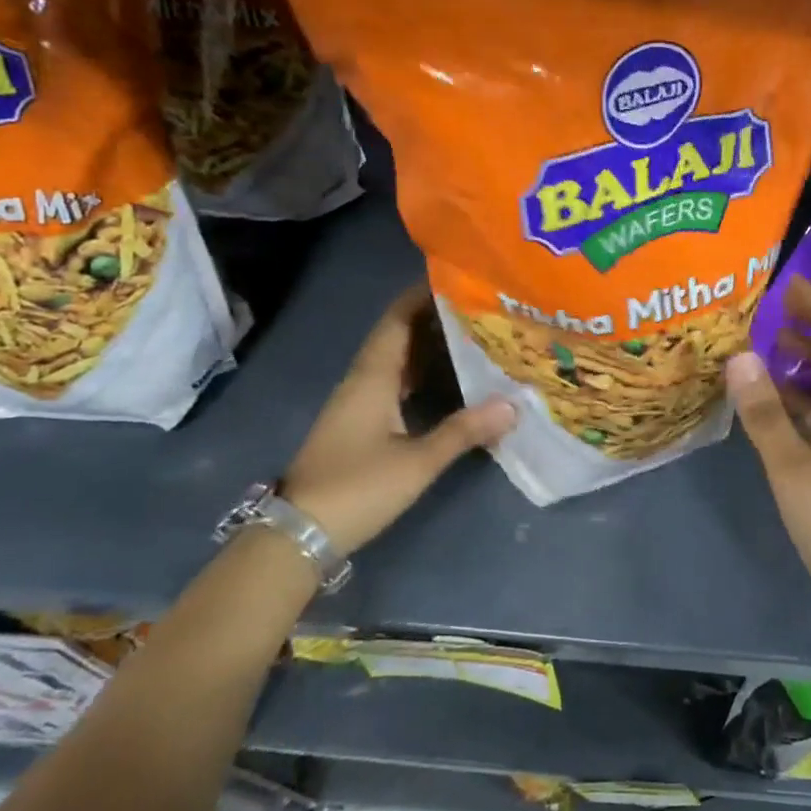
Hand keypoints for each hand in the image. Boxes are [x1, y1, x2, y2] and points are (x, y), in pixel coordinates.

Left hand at [283, 283, 515, 554]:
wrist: (297, 534)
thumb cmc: (357, 488)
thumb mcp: (417, 462)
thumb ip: (463, 431)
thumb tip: (512, 405)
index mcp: (372, 378)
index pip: (396, 321)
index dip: (420, 296)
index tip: (453, 277)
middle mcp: (360, 381)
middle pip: (394, 336)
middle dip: (429, 316)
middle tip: (473, 306)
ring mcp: (354, 403)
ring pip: (391, 360)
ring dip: (422, 344)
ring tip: (464, 333)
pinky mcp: (355, 424)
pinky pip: (388, 381)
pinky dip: (414, 371)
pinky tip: (439, 378)